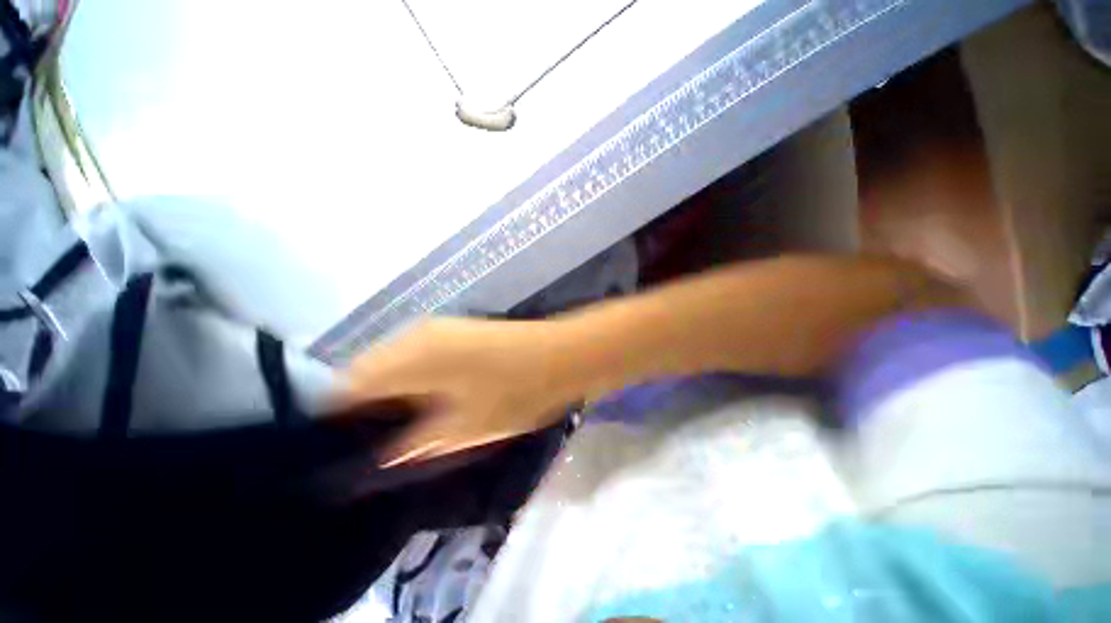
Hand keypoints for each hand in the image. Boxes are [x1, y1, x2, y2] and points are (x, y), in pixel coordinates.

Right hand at [340, 318, 579, 466]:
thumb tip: (381, 455)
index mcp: (408, 356)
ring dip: (389, 392)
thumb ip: (414, 442)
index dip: (337, 419)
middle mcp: (414, 334)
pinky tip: (427, 401)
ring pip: (392, 362)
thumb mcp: (464, 428)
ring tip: (400, 428)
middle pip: (366, 371)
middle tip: (375, 444)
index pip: (344, 385)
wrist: (562, 354)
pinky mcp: (457, 330)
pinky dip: (412, 379)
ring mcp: (438, 328)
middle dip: (364, 407)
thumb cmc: (517, 391)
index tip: (343, 451)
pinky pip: (417, 356)